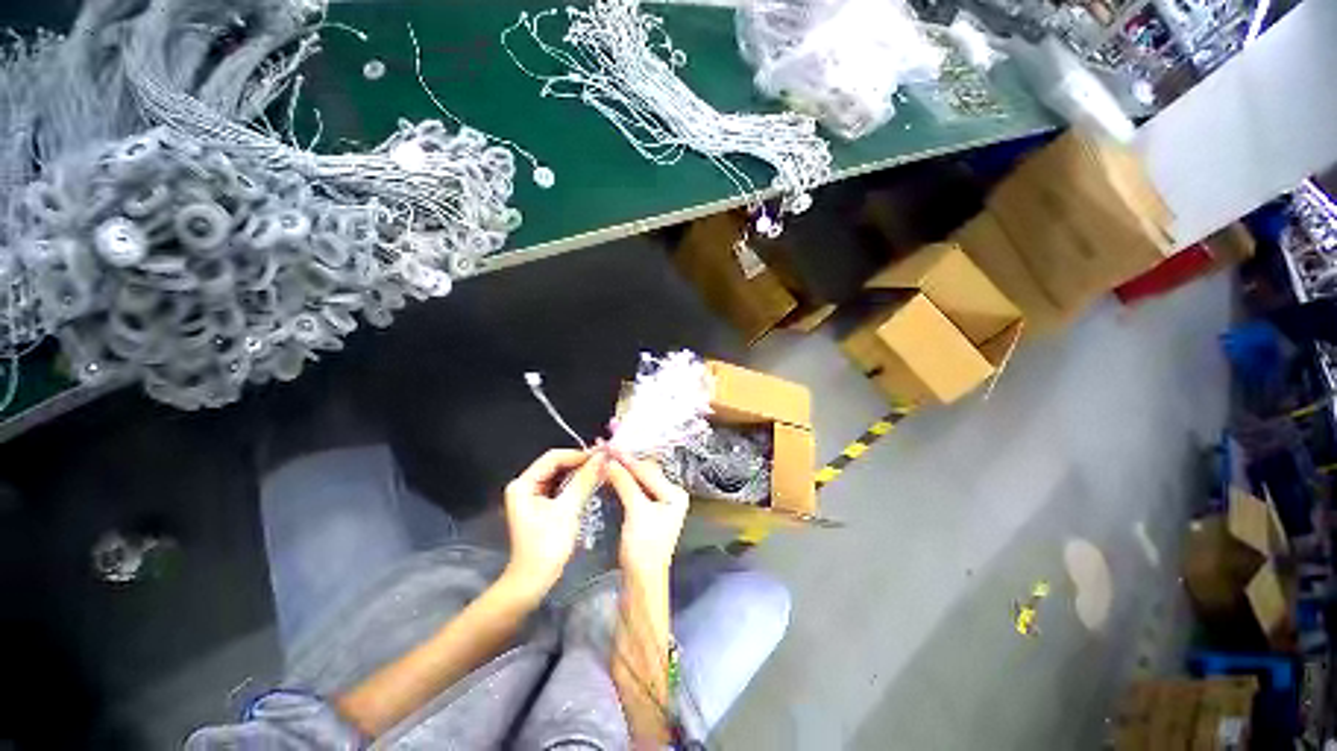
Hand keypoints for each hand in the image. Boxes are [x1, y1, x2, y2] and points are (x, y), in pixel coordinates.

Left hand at [503, 449, 606, 597]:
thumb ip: (585, 480)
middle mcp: (525, 485)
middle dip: (580, 463)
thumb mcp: (568, 509)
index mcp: (523, 484)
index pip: (553, 458)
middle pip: (556, 465)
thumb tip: (602, 458)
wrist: (533, 581)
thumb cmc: (546, 545)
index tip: (601, 457)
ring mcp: (532, 496)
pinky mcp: (541, 505)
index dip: (578, 455)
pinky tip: (591, 484)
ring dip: (580, 473)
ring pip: (560, 475)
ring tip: (601, 471)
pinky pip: (561, 487)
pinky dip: (576, 484)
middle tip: (604, 463)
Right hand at [605, 454, 688, 580]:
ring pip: (638, 480)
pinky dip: (622, 482)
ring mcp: (658, 504)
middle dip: (624, 462)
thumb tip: (610, 461)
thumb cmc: (644, 548)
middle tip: (606, 448)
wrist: (641, 583)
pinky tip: (611, 473)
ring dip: (622, 470)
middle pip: (644, 473)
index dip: (627, 459)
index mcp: (675, 494)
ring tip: (605, 457)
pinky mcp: (646, 512)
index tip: (609, 446)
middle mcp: (670, 495)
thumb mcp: (636, 511)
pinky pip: (634, 490)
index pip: (648, 471)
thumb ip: (625, 483)